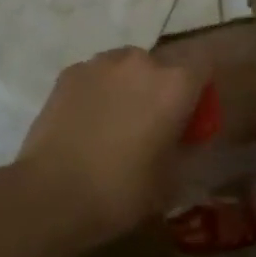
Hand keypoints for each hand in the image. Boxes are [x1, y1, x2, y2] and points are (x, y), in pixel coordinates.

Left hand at [17, 47, 202, 251]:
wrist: (51, 194)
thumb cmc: (121, 191)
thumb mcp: (170, 182)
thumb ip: (186, 150)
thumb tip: (188, 139)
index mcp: (174, 84)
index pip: (204, 65)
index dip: (201, 90)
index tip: (192, 117)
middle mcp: (141, 61)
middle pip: (163, 66)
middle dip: (161, 89)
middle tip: (151, 126)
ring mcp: (102, 62)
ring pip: (127, 67)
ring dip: (128, 86)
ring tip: (114, 123)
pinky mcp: (70, 72)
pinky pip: (96, 76)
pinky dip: (98, 91)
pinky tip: (86, 123)